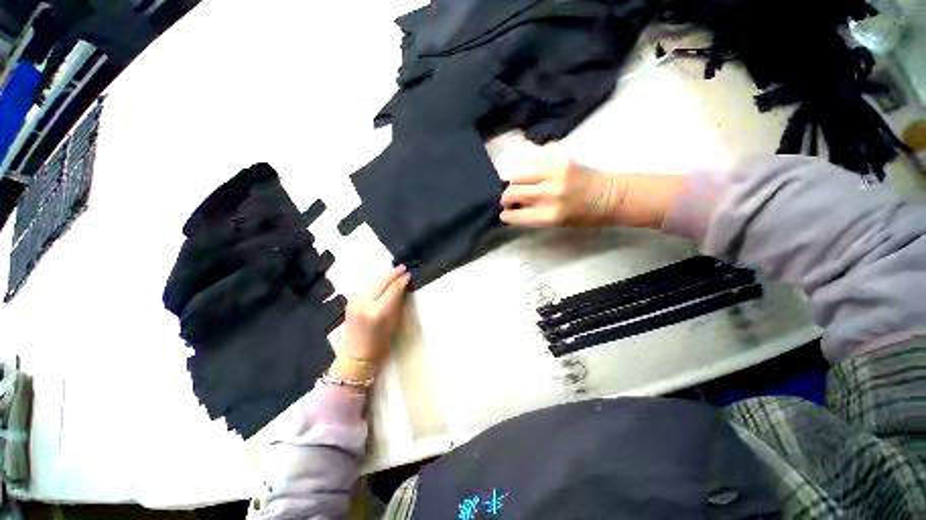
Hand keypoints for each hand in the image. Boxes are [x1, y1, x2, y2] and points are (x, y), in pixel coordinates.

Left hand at [327, 266, 410, 381]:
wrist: (355, 356)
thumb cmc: (379, 343)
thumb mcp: (392, 324)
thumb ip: (396, 304)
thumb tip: (402, 288)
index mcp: (378, 312)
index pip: (392, 290)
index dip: (401, 281)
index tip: (408, 275)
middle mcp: (364, 304)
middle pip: (380, 283)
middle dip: (392, 274)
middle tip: (402, 267)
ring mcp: (354, 302)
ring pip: (371, 283)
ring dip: (382, 277)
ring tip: (393, 272)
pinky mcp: (349, 302)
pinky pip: (364, 288)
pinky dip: (374, 283)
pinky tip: (380, 281)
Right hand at [499, 149, 684, 228]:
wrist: (611, 196)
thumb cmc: (583, 216)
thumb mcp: (555, 223)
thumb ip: (532, 215)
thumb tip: (513, 208)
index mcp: (549, 215)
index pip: (514, 215)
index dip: (506, 215)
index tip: (504, 214)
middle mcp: (549, 193)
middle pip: (511, 191)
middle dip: (506, 198)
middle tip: (510, 200)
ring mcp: (553, 172)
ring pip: (517, 173)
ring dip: (513, 181)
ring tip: (518, 186)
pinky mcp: (559, 157)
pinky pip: (531, 159)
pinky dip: (527, 167)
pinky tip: (532, 174)